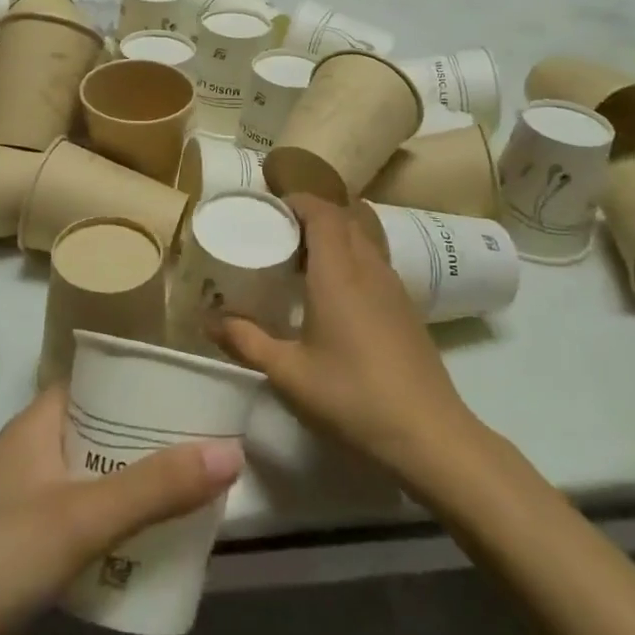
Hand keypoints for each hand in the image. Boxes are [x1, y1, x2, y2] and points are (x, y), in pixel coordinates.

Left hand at [0, 390, 242, 634]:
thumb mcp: (80, 518)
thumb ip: (154, 487)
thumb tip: (231, 451)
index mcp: (38, 425)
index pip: (96, 382)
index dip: (141, 381)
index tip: (194, 390)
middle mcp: (32, 456)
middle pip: (102, 433)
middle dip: (152, 440)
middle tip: (210, 448)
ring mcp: (26, 507)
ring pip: (95, 483)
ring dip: (138, 489)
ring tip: (195, 496)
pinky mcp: (24, 557)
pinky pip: (84, 528)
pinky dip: (117, 531)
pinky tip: (151, 551)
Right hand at [208, 194, 474, 482]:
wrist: (428, 434)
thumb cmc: (352, 396)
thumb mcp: (288, 373)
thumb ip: (245, 341)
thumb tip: (206, 320)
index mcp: (338, 273)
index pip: (323, 212)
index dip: (298, 200)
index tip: (270, 207)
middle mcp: (368, 268)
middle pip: (344, 219)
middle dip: (311, 215)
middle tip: (278, 233)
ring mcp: (393, 286)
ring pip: (362, 239)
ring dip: (334, 236)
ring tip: (302, 260)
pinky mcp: (406, 307)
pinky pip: (375, 261)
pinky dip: (351, 258)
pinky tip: (335, 293)